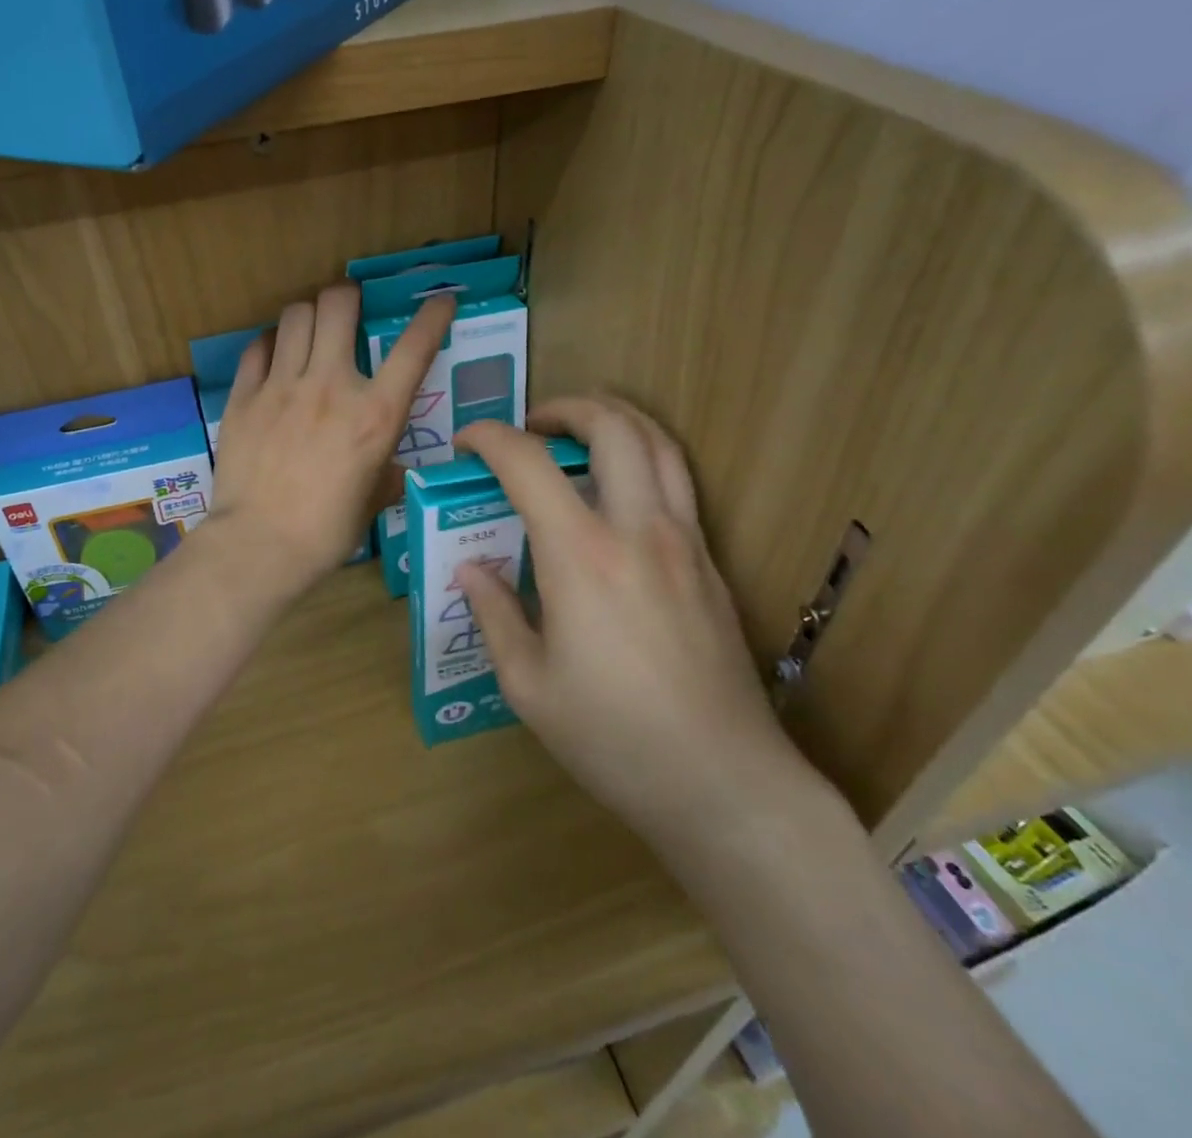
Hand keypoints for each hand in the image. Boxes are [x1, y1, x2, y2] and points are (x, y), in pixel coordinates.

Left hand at [208, 282, 452, 598]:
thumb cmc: (326, 532)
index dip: (434, 315)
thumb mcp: (373, 500)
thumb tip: (391, 467)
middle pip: (339, 304)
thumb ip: (386, 471)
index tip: (440, 300)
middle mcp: (331, 386)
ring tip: (312, 326)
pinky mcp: (244, 397)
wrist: (259, 546)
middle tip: (350, 305)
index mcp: (375, 415)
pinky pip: (258, 347)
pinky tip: (275, 354)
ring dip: (309, 313)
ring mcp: (283, 386)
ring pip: (295, 315)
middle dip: (349, 294)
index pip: (415, 348)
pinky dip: (271, 342)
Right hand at [454, 397, 818, 846]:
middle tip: (533, 427)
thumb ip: (495, 615)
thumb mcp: (528, 686)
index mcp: (582, 556)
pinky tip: (622, 491)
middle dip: (566, 408)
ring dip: (616, 419)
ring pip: (659, 444)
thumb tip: (471, 570)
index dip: (490, 438)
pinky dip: (645, 457)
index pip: (528, 464)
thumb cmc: (613, 738)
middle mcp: (638, 530)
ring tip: (582, 432)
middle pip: (612, 427)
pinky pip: (680, 483)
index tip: (466, 442)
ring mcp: (685, 543)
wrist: (725, 783)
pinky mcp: (712, 565)